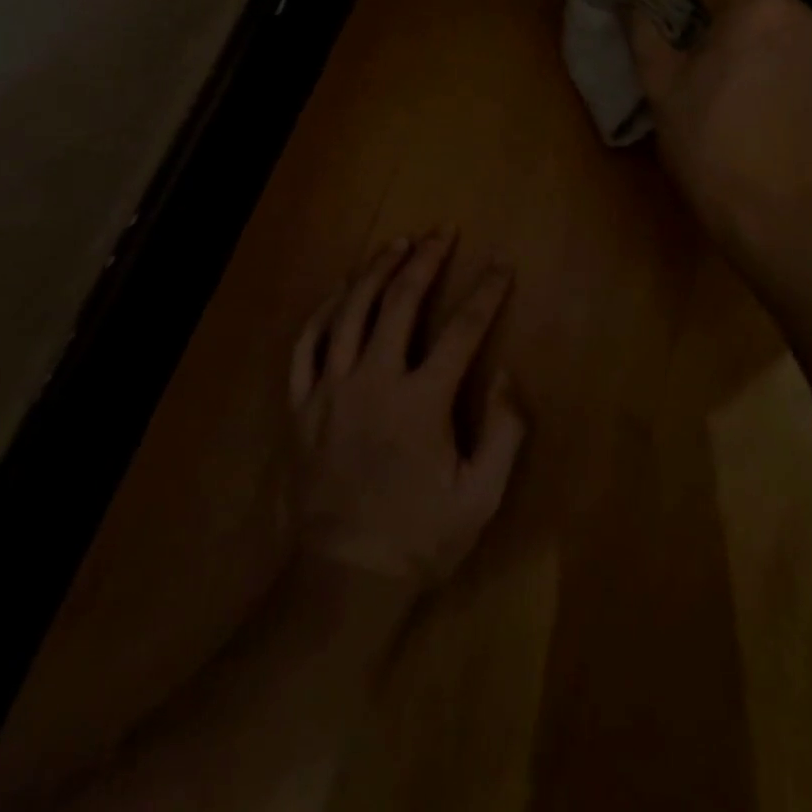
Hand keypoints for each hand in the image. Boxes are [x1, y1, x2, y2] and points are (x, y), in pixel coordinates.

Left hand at [288, 229, 527, 588]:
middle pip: (400, 303)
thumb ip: (504, 433)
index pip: (463, 331)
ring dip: (375, 271)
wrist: (344, 578)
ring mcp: (331, 389)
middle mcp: (375, 381)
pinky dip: (324, 310)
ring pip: (351, 311)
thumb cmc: (420, 537)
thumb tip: (510, 376)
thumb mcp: (481, 497)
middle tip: (440, 233)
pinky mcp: (301, 404)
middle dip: (425, 261)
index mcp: (422, 401)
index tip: (501, 265)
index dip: (486, 293)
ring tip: (396, 244)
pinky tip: (340, 289)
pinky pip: (307, 343)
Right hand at [627, 0, 811, 250]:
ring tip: (745, 100)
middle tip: (707, 76)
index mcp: (760, 6)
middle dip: (731, 35)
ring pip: (788, 42)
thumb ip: (644, 30)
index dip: (687, 17)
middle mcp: (811, 19)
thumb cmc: (705, 140)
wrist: (770, 212)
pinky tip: (776, 118)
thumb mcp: (659, 84)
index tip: (677, 49)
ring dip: (767, 57)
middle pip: (756, 13)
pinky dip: (795, 84)